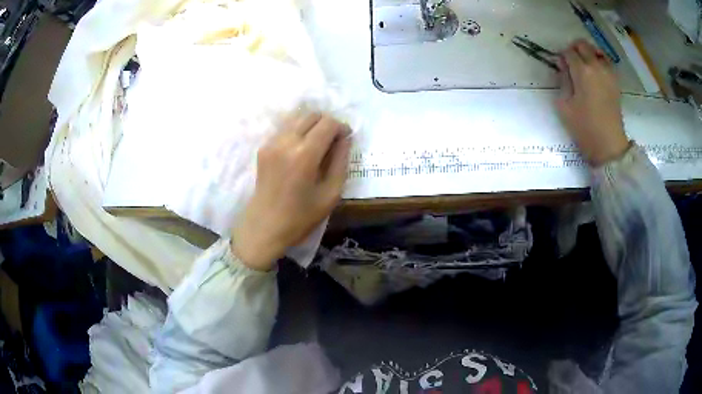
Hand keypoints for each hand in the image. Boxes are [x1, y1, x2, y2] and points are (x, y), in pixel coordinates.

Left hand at [232, 112, 351, 270]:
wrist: (264, 227)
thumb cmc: (301, 216)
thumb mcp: (331, 193)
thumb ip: (341, 161)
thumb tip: (345, 138)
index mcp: (304, 154)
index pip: (328, 123)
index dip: (341, 127)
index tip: (346, 140)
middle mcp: (286, 141)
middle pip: (312, 115)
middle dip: (327, 124)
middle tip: (333, 142)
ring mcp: (271, 143)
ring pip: (297, 119)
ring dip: (312, 126)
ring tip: (317, 146)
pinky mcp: (263, 147)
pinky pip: (285, 129)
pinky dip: (298, 132)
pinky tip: (301, 151)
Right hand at [556, 39, 629, 165]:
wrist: (609, 145)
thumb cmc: (584, 128)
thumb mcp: (564, 105)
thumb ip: (562, 80)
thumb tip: (562, 65)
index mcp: (582, 71)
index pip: (568, 52)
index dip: (562, 57)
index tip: (561, 67)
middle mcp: (596, 66)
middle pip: (583, 45)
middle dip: (574, 49)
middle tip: (571, 63)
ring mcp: (608, 73)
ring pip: (596, 51)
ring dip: (588, 54)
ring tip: (584, 67)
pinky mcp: (615, 82)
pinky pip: (606, 62)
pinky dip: (599, 62)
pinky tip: (596, 74)